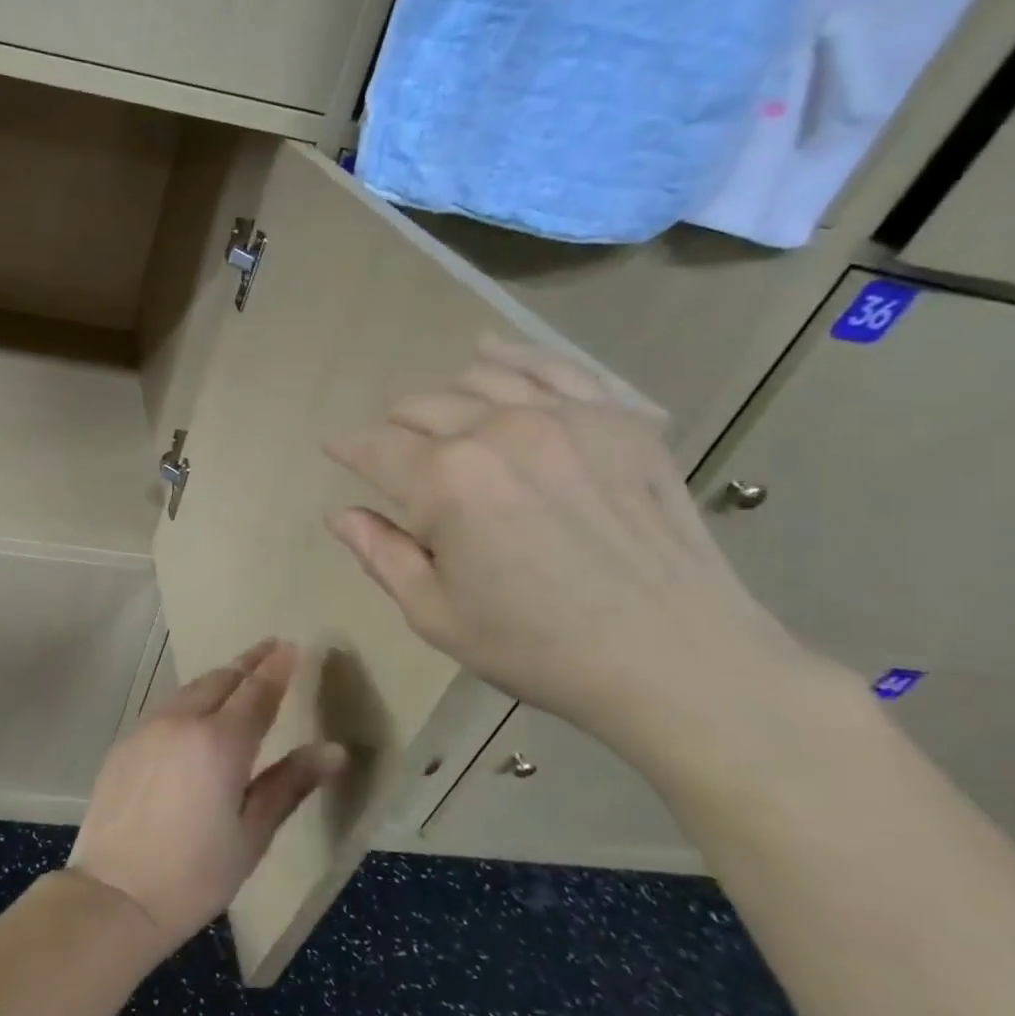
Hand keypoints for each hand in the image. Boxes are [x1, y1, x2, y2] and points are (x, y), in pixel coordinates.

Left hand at [67, 639, 345, 956]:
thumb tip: (335, 750)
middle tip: (269, 650)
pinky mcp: (125, 741)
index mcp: (220, 741)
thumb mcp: (252, 834)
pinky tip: (195, 711)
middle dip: (247, 663)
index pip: (256, 691)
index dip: (276, 667)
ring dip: (217, 679)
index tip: (291, 646)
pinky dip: (189, 699)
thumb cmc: (195, 874)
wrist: (115, 893)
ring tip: (237, 675)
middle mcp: (182, 721)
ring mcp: (148, 727)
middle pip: (220, 680)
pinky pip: (166, 707)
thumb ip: (290, 783)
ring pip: (189, 689)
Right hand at [324, 338, 812, 758]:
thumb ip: (380, 554)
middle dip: (393, 428)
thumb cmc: (538, 648)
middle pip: (420, 406)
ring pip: (476, 378)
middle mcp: (496, 430)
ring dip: (443, 397)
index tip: (336, 452)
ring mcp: (563, 416)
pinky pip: (552, 366)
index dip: (347, 449)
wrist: (678, 661)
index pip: (374, 446)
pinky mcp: (616, 418)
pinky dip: (512, 358)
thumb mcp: (435, 615)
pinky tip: (490, 354)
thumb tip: (340, 514)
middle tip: (392, 456)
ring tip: (438, 420)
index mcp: (445, 482)